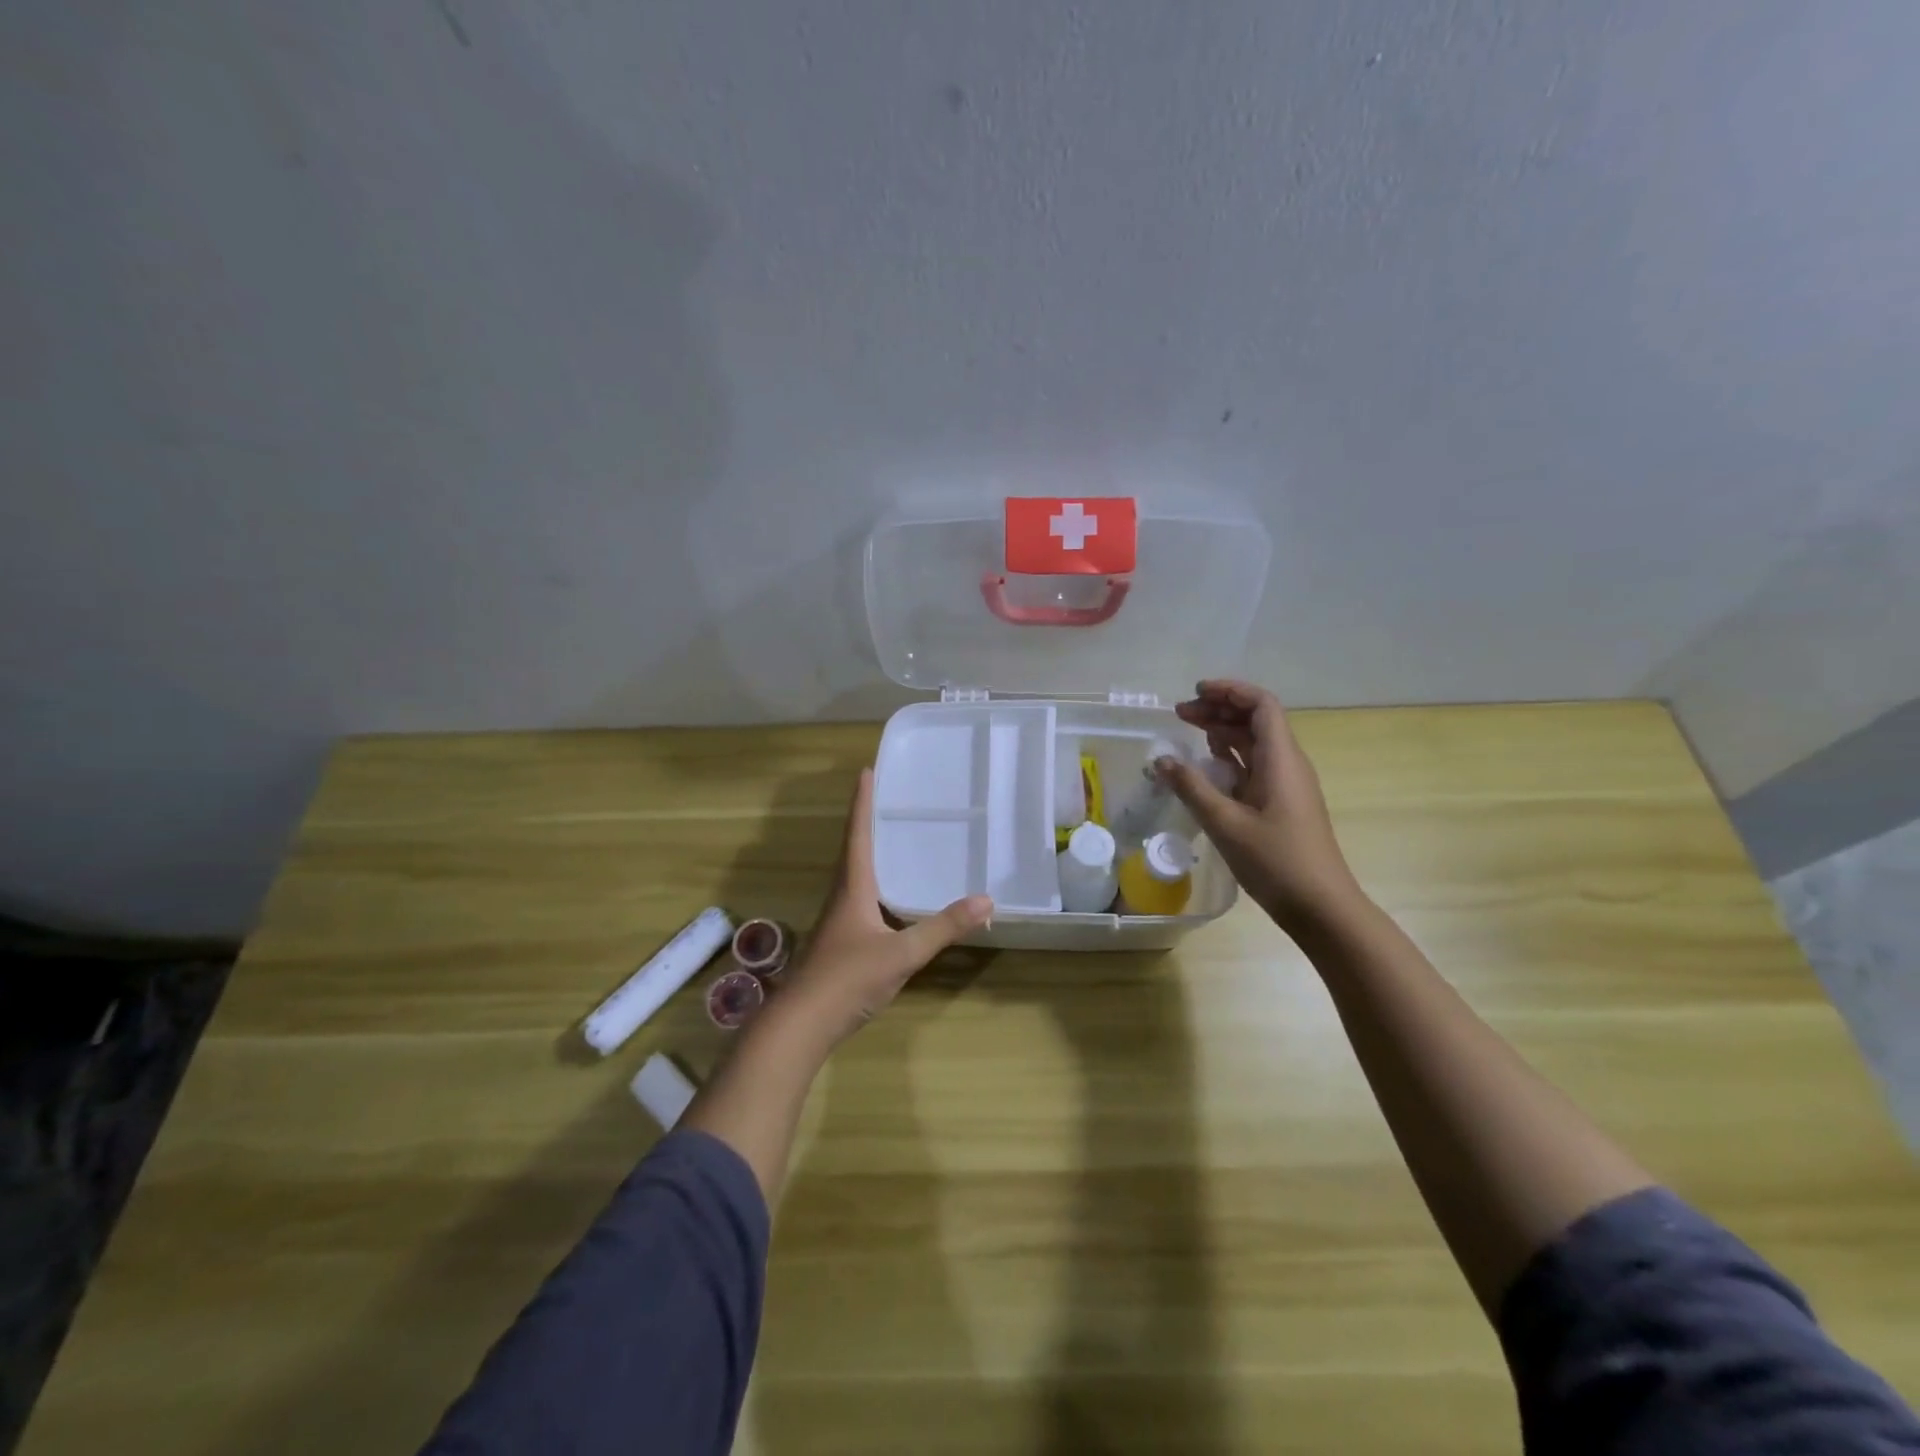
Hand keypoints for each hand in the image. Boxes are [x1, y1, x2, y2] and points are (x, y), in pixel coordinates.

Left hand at [783, 768, 992, 1043]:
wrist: (802, 1024)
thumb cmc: (848, 978)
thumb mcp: (902, 953)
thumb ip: (943, 927)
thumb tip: (986, 899)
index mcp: (852, 887)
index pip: (858, 834)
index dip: (863, 803)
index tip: (866, 771)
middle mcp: (842, 896)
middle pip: (854, 849)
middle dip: (868, 821)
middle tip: (889, 798)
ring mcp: (838, 920)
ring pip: (855, 875)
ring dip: (870, 851)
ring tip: (894, 838)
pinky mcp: (839, 942)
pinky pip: (860, 898)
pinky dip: (876, 883)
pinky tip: (892, 897)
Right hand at [1157, 679, 1361, 936]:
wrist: (1322, 907)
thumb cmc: (1277, 861)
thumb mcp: (1225, 823)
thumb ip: (1191, 788)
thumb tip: (1161, 759)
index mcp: (1281, 759)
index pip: (1261, 705)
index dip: (1230, 691)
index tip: (1195, 693)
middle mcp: (1287, 764)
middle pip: (1255, 720)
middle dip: (1219, 710)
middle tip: (1180, 714)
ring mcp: (1285, 785)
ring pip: (1254, 743)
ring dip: (1222, 732)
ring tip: (1188, 732)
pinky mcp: (1280, 804)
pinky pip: (1254, 767)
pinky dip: (1229, 758)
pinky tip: (1206, 767)